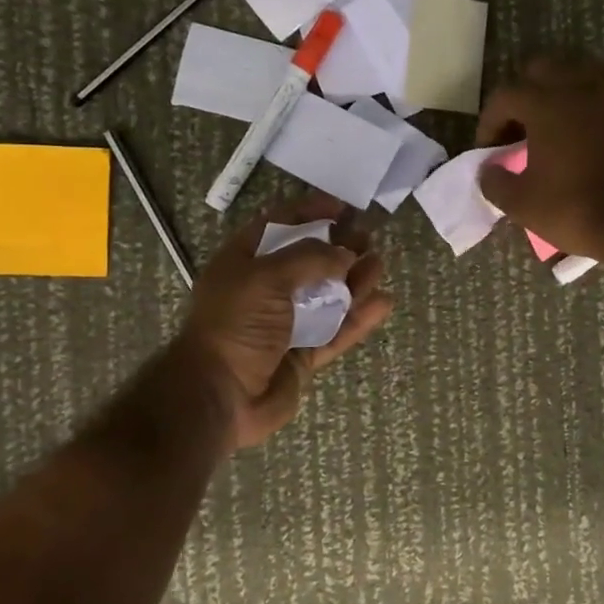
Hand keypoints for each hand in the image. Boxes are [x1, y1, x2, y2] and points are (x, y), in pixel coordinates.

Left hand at [176, 197, 393, 449]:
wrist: (220, 396)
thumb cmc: (236, 324)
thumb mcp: (267, 276)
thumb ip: (310, 258)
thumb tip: (345, 254)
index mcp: (243, 264)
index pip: (277, 226)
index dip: (309, 211)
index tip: (341, 207)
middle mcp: (264, 290)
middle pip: (308, 262)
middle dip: (338, 248)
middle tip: (368, 237)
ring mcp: (284, 325)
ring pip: (327, 297)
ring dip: (354, 280)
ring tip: (379, 264)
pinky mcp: (302, 355)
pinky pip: (336, 332)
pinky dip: (359, 318)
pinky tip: (383, 303)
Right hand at [475, 55, 603, 261]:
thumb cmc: (572, 209)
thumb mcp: (521, 203)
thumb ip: (495, 182)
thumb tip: (488, 170)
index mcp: (544, 103)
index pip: (505, 96)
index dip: (489, 122)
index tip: (488, 150)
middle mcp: (576, 88)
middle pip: (540, 70)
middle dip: (521, 95)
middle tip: (515, 130)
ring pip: (575, 70)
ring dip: (556, 87)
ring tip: (547, 120)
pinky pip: (600, 87)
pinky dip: (584, 97)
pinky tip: (577, 124)